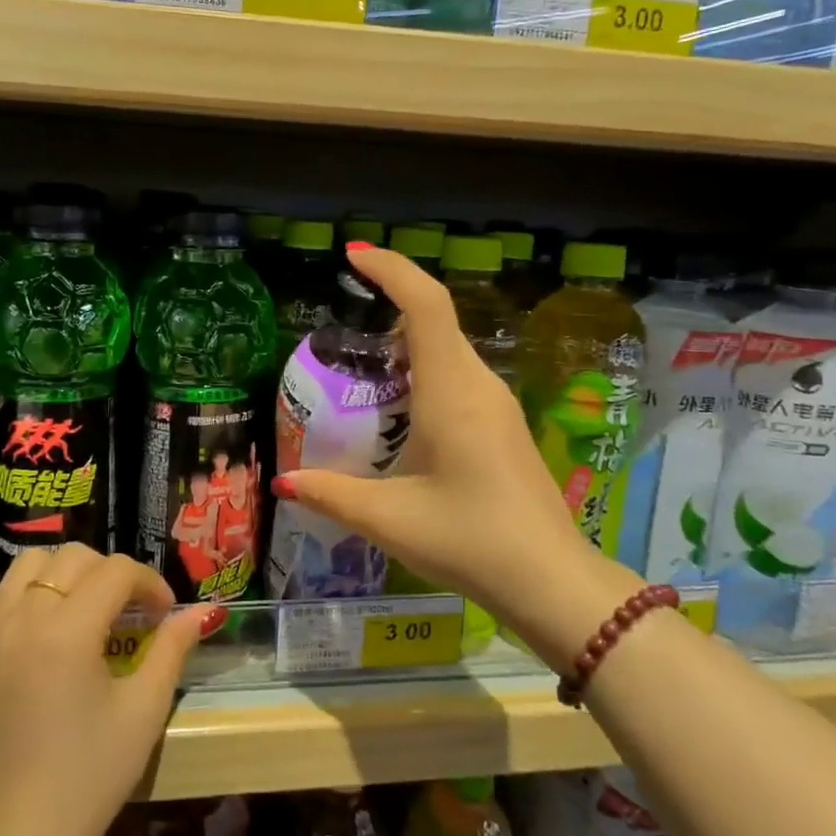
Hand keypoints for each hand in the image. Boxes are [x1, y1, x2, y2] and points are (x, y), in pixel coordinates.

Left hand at [0, 545, 212, 835]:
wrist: (21, 834)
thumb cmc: (91, 775)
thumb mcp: (144, 710)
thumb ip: (173, 649)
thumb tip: (201, 612)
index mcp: (67, 632)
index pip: (116, 572)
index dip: (149, 584)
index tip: (165, 615)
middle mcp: (24, 619)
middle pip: (74, 557)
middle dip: (112, 574)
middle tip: (133, 613)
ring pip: (32, 564)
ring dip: (68, 573)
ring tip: (90, 609)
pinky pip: (4, 593)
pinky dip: (32, 590)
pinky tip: (52, 624)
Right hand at [273, 243, 634, 631]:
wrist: (552, 581)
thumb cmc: (470, 540)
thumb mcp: (390, 519)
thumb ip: (331, 494)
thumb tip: (284, 481)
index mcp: (451, 391)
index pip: (426, 305)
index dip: (391, 269)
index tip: (354, 254)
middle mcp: (478, 385)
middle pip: (435, 321)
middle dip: (390, 304)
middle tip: (341, 316)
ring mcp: (497, 405)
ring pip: (448, 350)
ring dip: (406, 342)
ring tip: (360, 363)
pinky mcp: (503, 425)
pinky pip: (458, 376)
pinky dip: (423, 371)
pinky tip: (397, 408)